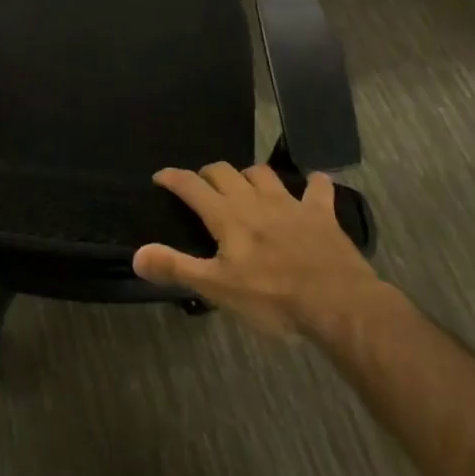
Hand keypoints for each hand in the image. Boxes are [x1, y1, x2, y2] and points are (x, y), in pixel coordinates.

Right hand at [132, 164, 384, 337]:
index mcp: (227, 215)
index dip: (173, 178)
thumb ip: (176, 268)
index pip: (191, 185)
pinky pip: (318, 188)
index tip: (160, 177)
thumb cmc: (272, 297)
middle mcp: (254, 199)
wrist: (338, 303)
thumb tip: (136, 254)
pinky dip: (314, 184)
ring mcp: (290, 203)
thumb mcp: (218, 288)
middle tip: (202, 188)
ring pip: (263, 173)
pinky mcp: (322, 214)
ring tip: (245, 186)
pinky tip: (314, 185)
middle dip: (208, 174)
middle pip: (224, 171)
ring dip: (250, 176)